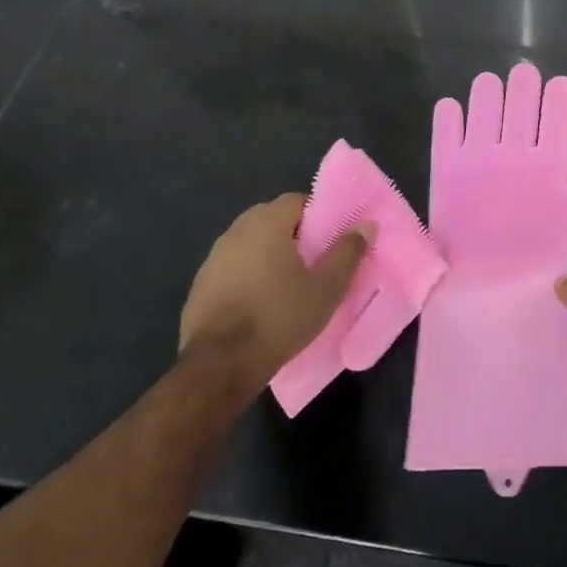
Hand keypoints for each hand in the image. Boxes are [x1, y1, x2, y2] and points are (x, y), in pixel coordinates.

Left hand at [179, 193, 369, 375]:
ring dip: (269, 254)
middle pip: (271, 219)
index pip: (296, 200)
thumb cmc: (279, 317)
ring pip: (250, 244)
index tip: (332, 237)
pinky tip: (260, 302)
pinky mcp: (199, 286)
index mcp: (266, 224)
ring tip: (289, 282)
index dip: (318, 214)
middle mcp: (235, 232)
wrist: (219, 365)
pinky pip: (232, 268)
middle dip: (294, 233)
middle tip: (315, 258)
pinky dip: (248, 275)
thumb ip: (347, 252)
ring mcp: (212, 259)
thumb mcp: (326, 288)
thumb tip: (367, 224)